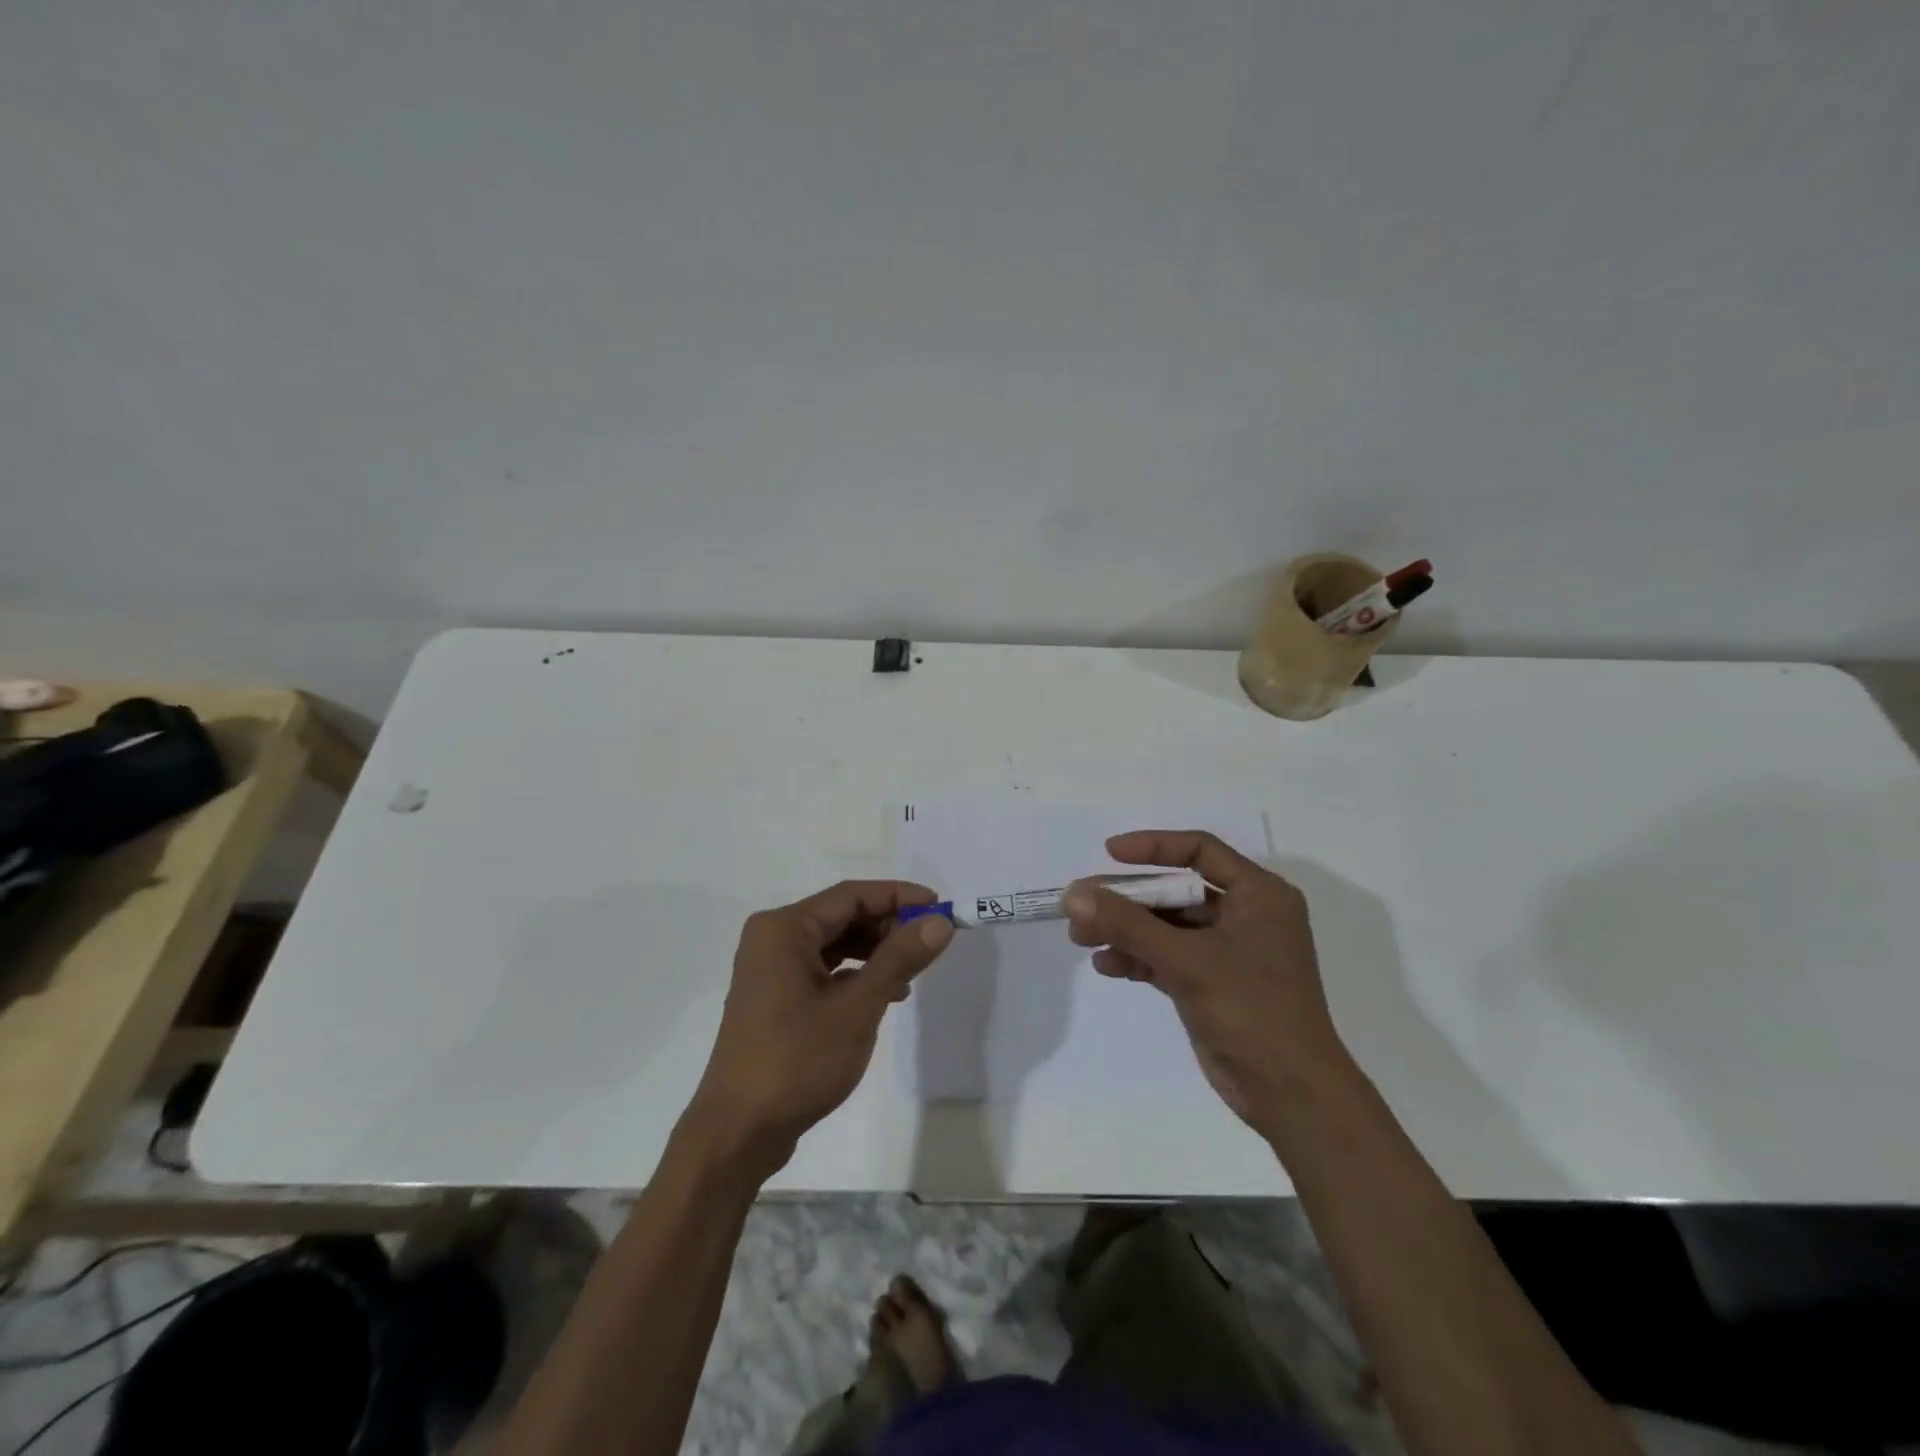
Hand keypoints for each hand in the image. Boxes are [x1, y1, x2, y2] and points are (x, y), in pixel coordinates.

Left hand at [685, 881, 953, 1180]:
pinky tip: (882, 996)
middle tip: (928, 943)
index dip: (898, 896)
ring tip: (910, 974)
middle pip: (841, 916)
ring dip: (873, 952)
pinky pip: (821, 969)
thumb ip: (899, 958)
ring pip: (833, 944)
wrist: (738, 1131)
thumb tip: (940, 921)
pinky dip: (853, 975)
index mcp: (784, 928)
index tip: (940, 906)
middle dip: (887, 926)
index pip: (851, 895)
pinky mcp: (773, 997)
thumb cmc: (798, 1060)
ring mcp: (769, 969)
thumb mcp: (858, 1007)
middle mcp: (772, 938)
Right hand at [1063, 831, 1351, 1139]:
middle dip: (1127, 899)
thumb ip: (1128, 924)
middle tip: (1082, 905)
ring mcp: (1228, 952)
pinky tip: (1106, 965)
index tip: (1109, 854)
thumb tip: (1073, 893)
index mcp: (1259, 895)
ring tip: (1081, 937)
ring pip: (1167, 926)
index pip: (1200, 850)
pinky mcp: (1212, 984)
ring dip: (1125, 930)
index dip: (1153, 847)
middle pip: (1176, 891)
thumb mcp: (1187, 960)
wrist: (1291, 1095)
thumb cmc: (1251, 1011)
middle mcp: (1246, 916)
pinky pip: (1168, 957)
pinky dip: (1138, 958)